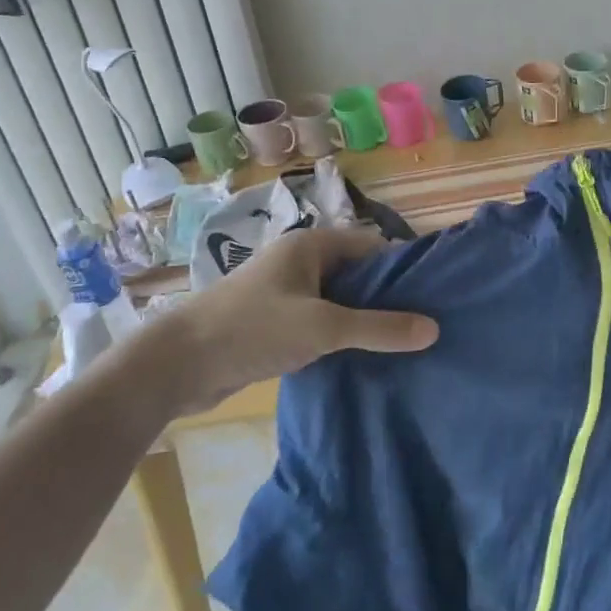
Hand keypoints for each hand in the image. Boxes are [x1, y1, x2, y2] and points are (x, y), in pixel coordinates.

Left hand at [118, 226, 438, 417]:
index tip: (433, 297)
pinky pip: (320, 321)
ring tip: (401, 344)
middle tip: (423, 325)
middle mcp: (300, 261)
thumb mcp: (324, 328)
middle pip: (357, 274)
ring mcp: (285, 292)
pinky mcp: (274, 322)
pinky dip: (340, 335)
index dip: (403, 269)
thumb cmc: (253, 330)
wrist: (177, 365)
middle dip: (387, 298)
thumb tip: (433, 328)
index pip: (373, 247)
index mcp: (311, 246)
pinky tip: (362, 357)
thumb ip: (379, 328)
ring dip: (363, 320)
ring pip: (339, 301)